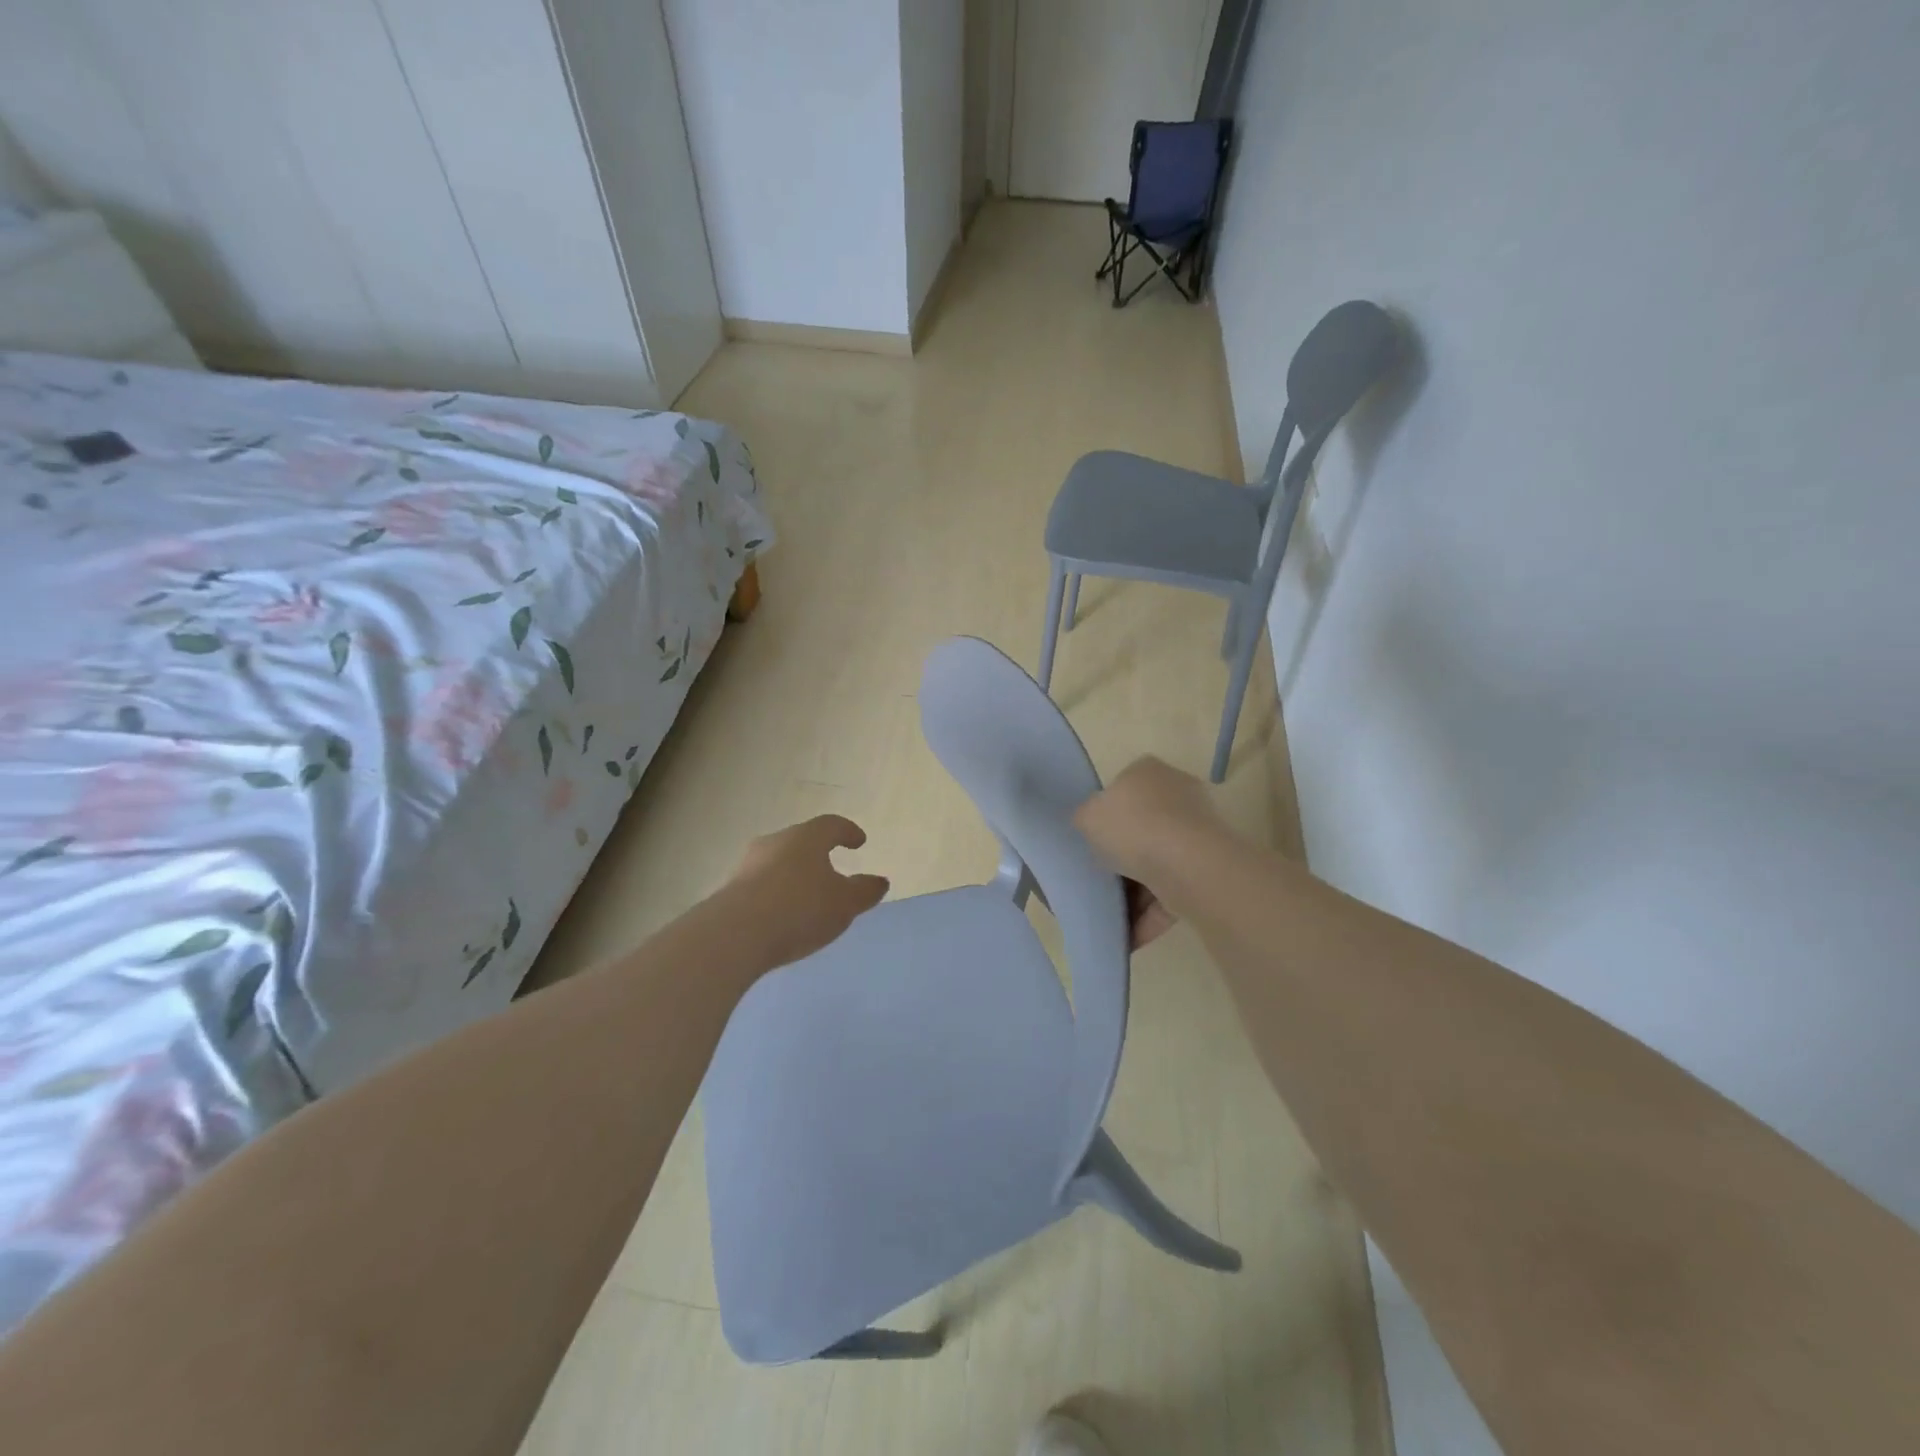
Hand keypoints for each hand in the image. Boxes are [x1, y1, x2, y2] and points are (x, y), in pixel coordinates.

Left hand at [724, 815, 889, 968]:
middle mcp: (776, 842)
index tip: (858, 842)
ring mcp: (748, 864)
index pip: (831, 825)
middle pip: (801, 841)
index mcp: (807, 837)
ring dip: (794, 873)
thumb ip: (864, 891)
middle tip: (831, 869)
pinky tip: (782, 913)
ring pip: (778, 862)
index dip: (848, 832)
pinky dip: (776, 892)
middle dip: (818, 853)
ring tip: (806, 895)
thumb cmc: (800, 909)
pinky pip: (762, 884)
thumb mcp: (844, 904)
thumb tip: (880, 881)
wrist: (735, 934)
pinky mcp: (731, 889)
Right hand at [1076, 757, 1223, 948]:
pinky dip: (1150, 915)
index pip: (1124, 786)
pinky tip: (1128, 937)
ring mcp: (1200, 834)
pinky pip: (1172, 894)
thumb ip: (1085, 818)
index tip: (1092, 838)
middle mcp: (1180, 795)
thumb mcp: (1087, 816)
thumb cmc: (1133, 828)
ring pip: (1158, 865)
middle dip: (1123, 856)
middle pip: (1143, 828)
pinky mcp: (1210, 870)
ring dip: (1136, 892)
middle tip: (1099, 876)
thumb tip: (1091, 823)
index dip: (1106, 813)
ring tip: (1110, 916)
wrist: (1189, 866)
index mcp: (1150, 773)